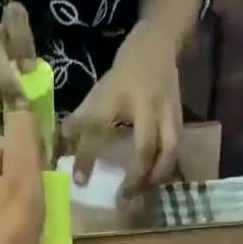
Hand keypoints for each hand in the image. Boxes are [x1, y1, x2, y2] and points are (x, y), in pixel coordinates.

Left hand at [61, 24, 182, 199]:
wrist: (159, 43)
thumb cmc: (124, 71)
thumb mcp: (99, 89)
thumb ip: (81, 118)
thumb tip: (61, 148)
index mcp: (116, 94)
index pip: (98, 128)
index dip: (87, 156)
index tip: (79, 181)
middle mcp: (145, 104)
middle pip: (144, 147)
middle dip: (135, 177)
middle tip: (122, 200)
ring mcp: (167, 110)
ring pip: (168, 150)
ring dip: (156, 176)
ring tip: (142, 194)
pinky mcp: (180, 116)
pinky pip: (177, 147)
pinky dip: (167, 167)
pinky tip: (156, 182)